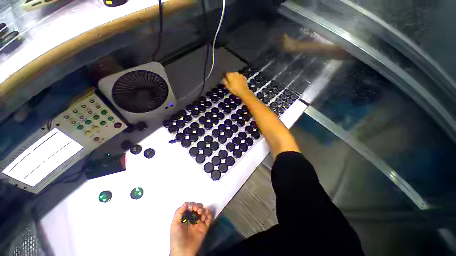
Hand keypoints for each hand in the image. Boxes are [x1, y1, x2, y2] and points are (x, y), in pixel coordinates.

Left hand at [170, 202, 212, 255]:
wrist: (183, 252)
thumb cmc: (177, 238)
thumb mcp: (174, 225)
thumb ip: (179, 213)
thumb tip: (186, 202)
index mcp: (185, 217)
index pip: (190, 207)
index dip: (192, 205)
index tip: (192, 207)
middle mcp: (193, 218)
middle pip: (198, 207)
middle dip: (198, 206)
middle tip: (197, 211)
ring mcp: (199, 223)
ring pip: (204, 211)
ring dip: (204, 210)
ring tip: (201, 215)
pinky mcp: (205, 227)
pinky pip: (209, 218)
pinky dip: (209, 214)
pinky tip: (206, 215)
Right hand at [222, 72, 249, 96]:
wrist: (244, 92)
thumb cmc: (234, 89)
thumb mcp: (228, 87)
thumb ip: (224, 81)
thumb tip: (222, 78)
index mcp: (230, 74)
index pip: (225, 73)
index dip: (225, 77)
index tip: (225, 81)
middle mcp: (235, 72)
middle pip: (231, 74)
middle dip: (230, 77)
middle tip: (230, 83)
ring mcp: (240, 74)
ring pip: (235, 75)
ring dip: (234, 78)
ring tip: (235, 83)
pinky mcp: (244, 77)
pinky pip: (240, 77)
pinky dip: (239, 79)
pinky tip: (239, 83)